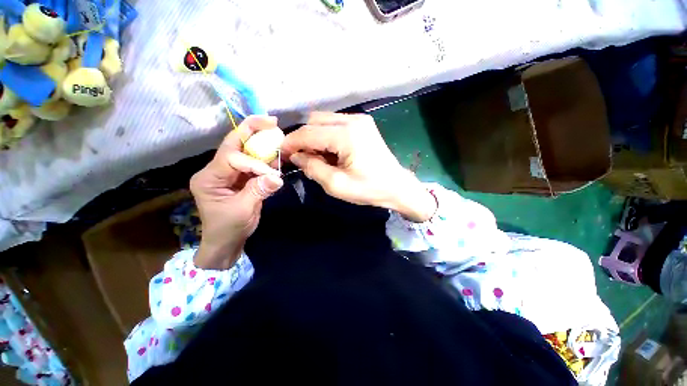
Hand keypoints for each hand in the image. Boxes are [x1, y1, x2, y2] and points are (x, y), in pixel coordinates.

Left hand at [190, 116, 283, 269]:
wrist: (226, 241)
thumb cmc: (228, 228)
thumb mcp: (243, 211)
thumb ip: (259, 191)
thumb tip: (278, 177)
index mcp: (209, 177)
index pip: (232, 158)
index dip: (254, 163)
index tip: (272, 175)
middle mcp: (216, 170)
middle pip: (233, 144)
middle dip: (251, 130)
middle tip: (271, 121)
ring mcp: (229, 172)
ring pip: (244, 150)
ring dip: (261, 142)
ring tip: (276, 134)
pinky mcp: (241, 177)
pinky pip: (253, 162)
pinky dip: (266, 158)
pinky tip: (276, 154)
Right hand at [281, 112, 436, 222]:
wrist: (397, 186)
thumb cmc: (369, 189)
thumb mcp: (336, 185)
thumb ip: (313, 168)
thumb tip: (297, 156)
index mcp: (347, 135)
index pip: (308, 133)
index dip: (291, 142)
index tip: (282, 154)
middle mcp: (353, 120)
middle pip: (314, 121)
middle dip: (302, 138)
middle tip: (301, 158)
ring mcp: (359, 120)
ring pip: (324, 120)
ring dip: (314, 136)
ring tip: (316, 157)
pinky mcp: (363, 124)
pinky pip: (335, 124)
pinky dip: (326, 136)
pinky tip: (329, 151)